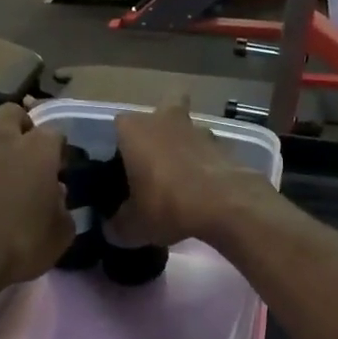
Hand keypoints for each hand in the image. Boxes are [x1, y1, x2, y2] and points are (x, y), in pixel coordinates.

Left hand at [0, 105, 72, 297]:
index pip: (54, 131)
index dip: (57, 148)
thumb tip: (56, 195)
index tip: (58, 167)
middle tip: (25, 152)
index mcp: (38, 149)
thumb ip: (63, 209)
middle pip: (12, 112)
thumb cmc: (18, 246)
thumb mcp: (59, 236)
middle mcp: (2, 140)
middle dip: (20, 125)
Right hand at [111, 100, 274, 247]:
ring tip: (180, 178)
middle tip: (154, 158)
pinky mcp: (224, 145)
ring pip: (187, 128)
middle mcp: (164, 120)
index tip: (120, 169)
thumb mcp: (133, 227)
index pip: (118, 126)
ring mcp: (197, 129)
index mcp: (134, 130)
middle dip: (159, 127)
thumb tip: (112, 229)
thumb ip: (117, 225)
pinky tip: (202, 189)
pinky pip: (207, 150)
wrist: (225, 204)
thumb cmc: (166, 204)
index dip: (119, 145)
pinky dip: (204, 163)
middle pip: (162, 109)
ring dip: (184, 145)